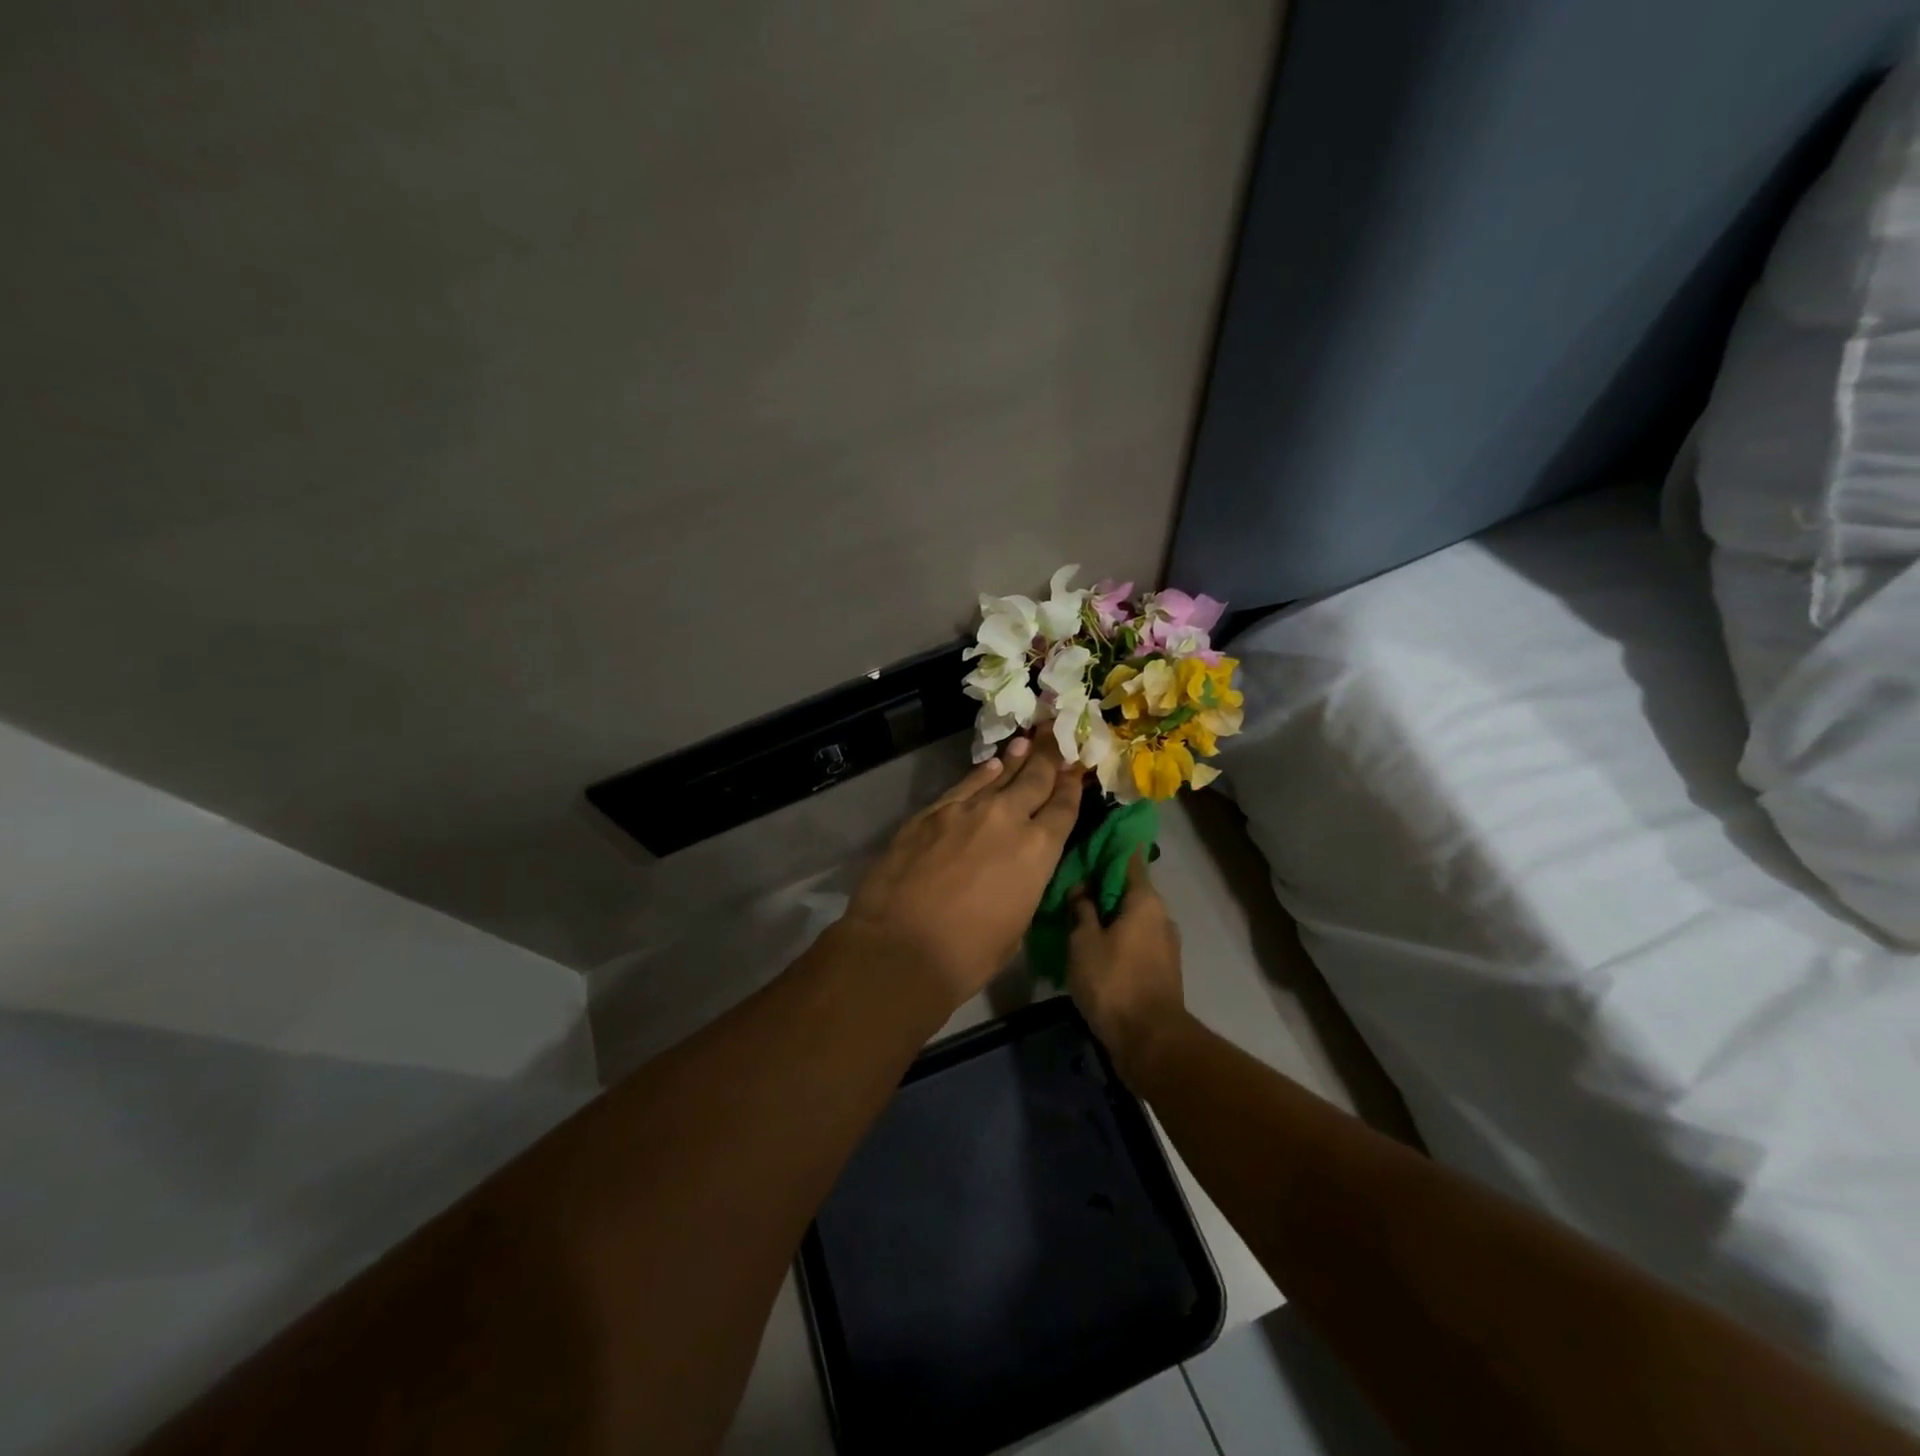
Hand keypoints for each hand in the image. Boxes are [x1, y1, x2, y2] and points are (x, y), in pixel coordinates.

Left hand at [841, 735, 1083, 1009]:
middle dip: (1049, 757)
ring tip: (1028, 740)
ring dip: (1016, 759)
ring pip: (999, 775)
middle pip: (1035, 779)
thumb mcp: (1016, 924)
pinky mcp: (930, 812)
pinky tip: (990, 766)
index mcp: (1038, 851)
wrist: (899, 948)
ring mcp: (966, 810)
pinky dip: (980, 774)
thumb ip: (1025, 884)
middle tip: (1057, 735)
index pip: (1064, 808)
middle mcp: (1007, 819)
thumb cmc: (967, 954)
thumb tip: (1020, 868)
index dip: (1072, 786)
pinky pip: (964, 786)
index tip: (1077, 769)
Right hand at [1067, 852, 1185, 1078]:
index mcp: (1145, 900)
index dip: (1109, 846)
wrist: (1150, 1041)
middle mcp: (1160, 916)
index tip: (1088, 839)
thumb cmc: (1114, 982)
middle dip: (1102, 884)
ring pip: (1131, 916)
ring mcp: (1164, 944)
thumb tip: (1081, 886)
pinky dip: (1115, 935)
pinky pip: (1135, 939)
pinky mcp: (1161, 968)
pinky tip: (1091, 944)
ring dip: (1107, 913)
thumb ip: (1081, 909)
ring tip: (1075, 915)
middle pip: (1129, 888)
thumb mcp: (1084, 941)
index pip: (1130, 857)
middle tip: (1070, 882)